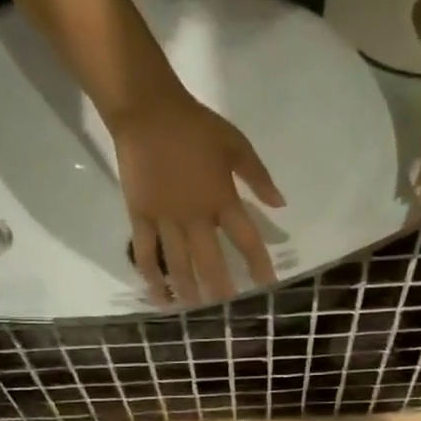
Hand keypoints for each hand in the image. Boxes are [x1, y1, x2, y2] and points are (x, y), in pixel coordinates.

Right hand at [110, 90, 283, 305]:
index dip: (259, 265)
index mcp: (222, 199)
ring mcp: (165, 219)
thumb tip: (280, 205)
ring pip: (178, 263)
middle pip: (211, 261)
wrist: (147, 112)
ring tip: (195, 308)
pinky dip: (151, 276)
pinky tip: (158, 294)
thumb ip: (258, 177)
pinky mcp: (140, 217)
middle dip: (221, 288)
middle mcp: (196, 216)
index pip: (246, 240)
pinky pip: (145, 252)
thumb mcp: (236, 145)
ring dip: (188, 289)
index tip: (267, 286)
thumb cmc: (195, 126)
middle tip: (226, 308)